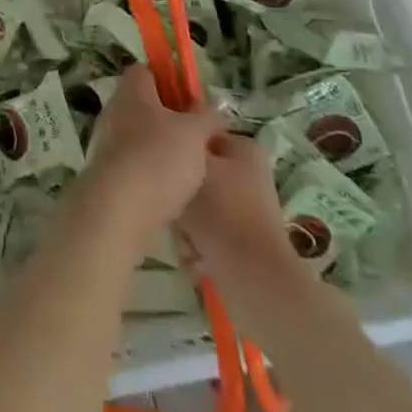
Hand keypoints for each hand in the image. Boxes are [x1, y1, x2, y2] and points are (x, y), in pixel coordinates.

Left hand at [77, 65, 221, 245]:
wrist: (119, 209)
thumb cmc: (159, 158)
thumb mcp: (195, 133)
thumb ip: (207, 117)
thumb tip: (214, 108)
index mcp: (131, 91)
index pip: (145, 72)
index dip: (168, 81)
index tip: (191, 100)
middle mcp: (114, 111)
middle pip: (144, 106)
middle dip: (170, 119)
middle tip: (197, 136)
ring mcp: (106, 143)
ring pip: (140, 137)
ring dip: (162, 148)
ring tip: (191, 168)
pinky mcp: (107, 174)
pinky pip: (134, 165)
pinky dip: (152, 174)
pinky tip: (173, 191)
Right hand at [178, 132, 300, 286]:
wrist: (254, 278)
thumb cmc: (223, 210)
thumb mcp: (193, 165)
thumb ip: (178, 146)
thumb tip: (166, 136)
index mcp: (243, 148)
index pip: (198, 133)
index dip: (176, 143)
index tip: (157, 158)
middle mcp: (246, 175)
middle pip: (194, 173)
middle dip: (178, 193)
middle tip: (171, 205)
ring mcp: (244, 211)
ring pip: (195, 206)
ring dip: (183, 224)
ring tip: (183, 237)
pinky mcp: (239, 243)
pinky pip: (203, 234)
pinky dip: (195, 246)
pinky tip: (193, 257)